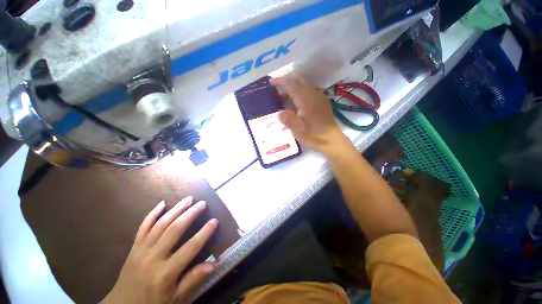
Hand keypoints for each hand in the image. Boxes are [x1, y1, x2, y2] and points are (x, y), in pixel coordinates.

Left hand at [101, 197, 217, 303]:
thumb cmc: (152, 303)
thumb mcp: (175, 298)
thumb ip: (192, 280)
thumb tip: (213, 264)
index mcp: (165, 273)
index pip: (190, 248)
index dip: (204, 233)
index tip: (215, 221)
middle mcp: (153, 258)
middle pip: (174, 230)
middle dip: (190, 214)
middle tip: (202, 204)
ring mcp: (141, 250)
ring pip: (160, 224)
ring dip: (176, 209)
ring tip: (188, 199)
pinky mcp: (133, 247)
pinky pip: (143, 227)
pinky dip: (152, 214)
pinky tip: (162, 203)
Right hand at [270, 73, 349, 155]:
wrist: (331, 140)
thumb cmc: (314, 136)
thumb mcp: (298, 130)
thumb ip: (287, 119)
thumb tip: (279, 112)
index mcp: (305, 100)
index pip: (291, 84)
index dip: (280, 81)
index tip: (271, 82)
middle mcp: (313, 94)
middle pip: (299, 79)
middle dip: (287, 80)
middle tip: (278, 89)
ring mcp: (319, 96)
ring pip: (305, 83)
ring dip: (294, 85)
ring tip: (285, 96)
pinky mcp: (322, 101)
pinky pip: (310, 89)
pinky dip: (301, 90)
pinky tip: (297, 100)